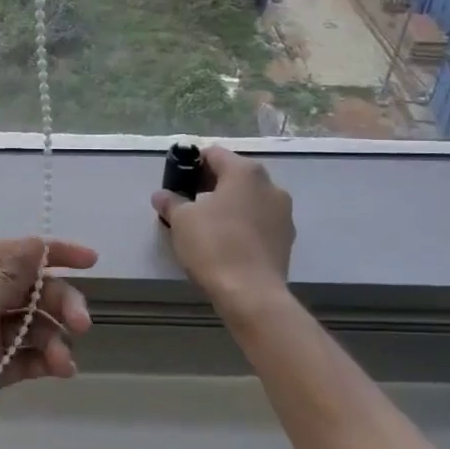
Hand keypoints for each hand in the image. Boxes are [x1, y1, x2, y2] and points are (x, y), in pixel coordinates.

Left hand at [0, 237, 97, 448]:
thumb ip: (8, 278)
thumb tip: (38, 243)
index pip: (16, 253)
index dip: (54, 254)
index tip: (92, 261)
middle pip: (30, 290)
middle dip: (59, 303)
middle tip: (82, 324)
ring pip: (32, 325)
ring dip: (53, 338)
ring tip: (63, 362)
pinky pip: (25, 356)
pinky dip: (45, 360)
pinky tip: (61, 370)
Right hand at [151, 146, 293, 312]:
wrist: (252, 295)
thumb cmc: (214, 246)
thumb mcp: (181, 220)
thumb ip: (170, 201)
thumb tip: (162, 195)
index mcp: (245, 172)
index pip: (213, 154)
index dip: (191, 164)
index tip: (176, 182)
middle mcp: (270, 185)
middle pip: (234, 175)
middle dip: (209, 184)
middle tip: (186, 203)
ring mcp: (283, 213)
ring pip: (248, 199)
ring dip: (228, 205)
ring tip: (206, 225)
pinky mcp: (287, 238)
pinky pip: (258, 221)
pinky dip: (242, 224)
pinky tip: (226, 243)